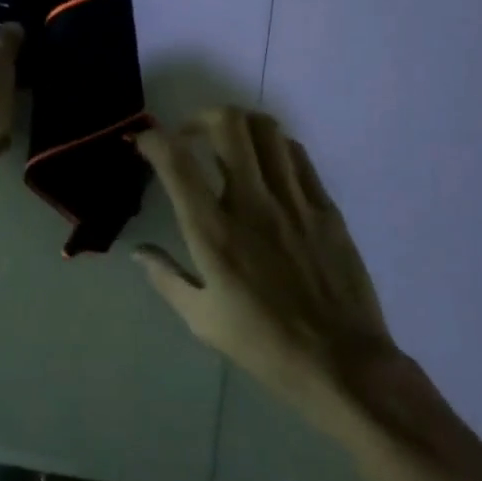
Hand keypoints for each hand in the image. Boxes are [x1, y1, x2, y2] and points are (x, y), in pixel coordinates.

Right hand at [134, 109, 400, 433]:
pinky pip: (298, 155)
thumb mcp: (202, 319)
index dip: (153, 138)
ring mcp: (294, 201)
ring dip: (239, 125)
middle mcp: (252, 204)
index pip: (176, 162)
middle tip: (190, 135)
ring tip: (228, 142)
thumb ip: (166, 277)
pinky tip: (267, 164)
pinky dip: (274, 146)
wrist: (343, 364)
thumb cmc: (264, 344)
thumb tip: (138, 251)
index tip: (144, 140)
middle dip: (200, 116)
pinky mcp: (325, 207)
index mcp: (214, 232)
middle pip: (228, 125)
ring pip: (267, 130)